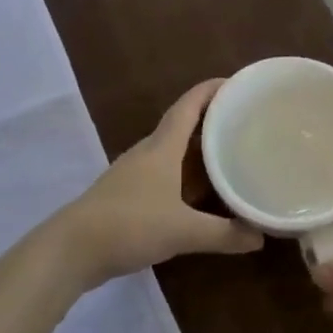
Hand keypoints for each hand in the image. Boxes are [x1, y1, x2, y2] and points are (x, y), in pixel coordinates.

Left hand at [53, 79, 260, 288]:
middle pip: (182, 124)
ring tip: (228, 152)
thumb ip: (224, 234)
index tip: (238, 83)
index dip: (212, 90)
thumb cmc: (129, 225)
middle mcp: (148, 152)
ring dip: (198, 147)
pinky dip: (185, 173)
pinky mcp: (127, 194)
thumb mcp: (183, 231)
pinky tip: (198, 191)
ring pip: (172, 150)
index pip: (189, 106)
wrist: (71, 250)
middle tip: (244, 120)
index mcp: (162, 147)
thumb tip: (260, 237)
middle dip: (212, 118)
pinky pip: (164, 172)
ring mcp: (134, 173)